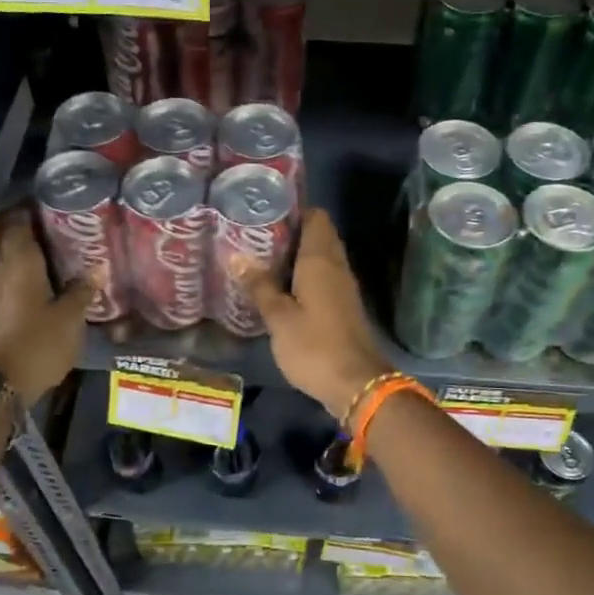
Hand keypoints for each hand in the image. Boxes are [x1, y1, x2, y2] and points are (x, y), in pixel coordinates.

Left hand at [0, 214, 92, 401]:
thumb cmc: (38, 342)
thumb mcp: (70, 317)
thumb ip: (82, 290)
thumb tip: (97, 267)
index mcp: (20, 261)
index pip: (19, 222)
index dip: (32, 211)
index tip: (53, 207)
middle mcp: (0, 269)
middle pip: (12, 241)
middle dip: (33, 234)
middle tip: (62, 233)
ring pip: (9, 263)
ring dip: (28, 258)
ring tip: (56, 259)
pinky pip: (7, 283)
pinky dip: (22, 279)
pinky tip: (42, 287)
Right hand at [244, 208, 390, 420]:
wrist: (357, 384)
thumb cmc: (314, 346)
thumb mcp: (278, 318)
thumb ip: (259, 286)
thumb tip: (236, 257)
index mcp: (321, 260)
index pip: (315, 217)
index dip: (293, 210)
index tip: (264, 211)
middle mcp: (336, 266)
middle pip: (317, 235)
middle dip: (289, 232)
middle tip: (254, 236)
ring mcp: (343, 287)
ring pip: (320, 258)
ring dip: (295, 256)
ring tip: (260, 259)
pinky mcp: (343, 307)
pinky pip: (322, 278)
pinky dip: (303, 276)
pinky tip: (280, 287)